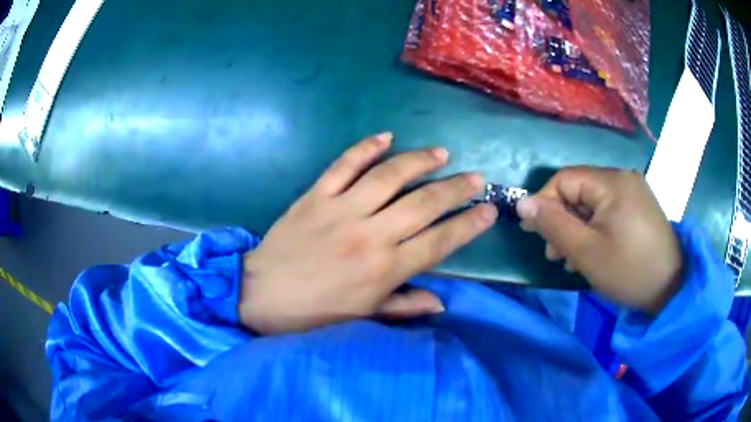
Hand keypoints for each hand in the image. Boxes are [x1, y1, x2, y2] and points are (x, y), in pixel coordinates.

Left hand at [239, 133, 497, 333]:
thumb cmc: (315, 312)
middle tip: (475, 177)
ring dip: (419, 161)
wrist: (262, 294)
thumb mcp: (363, 317)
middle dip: (456, 188)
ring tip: (441, 153)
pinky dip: (365, 148)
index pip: (440, 241)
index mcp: (385, 269)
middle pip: (424, 203)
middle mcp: (371, 234)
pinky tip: (386, 137)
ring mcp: (341, 210)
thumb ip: (404, 306)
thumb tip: (442, 303)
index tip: (489, 210)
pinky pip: (344, 165)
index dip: (469, 224)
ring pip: (390, 176)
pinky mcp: (316, 195)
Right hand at [516, 167, 682, 313]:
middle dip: (562, 220)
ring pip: (593, 202)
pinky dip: (595, 228)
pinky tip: (592, 251)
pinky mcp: (639, 207)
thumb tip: (523, 203)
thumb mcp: (586, 252)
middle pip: (579, 190)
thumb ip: (553, 225)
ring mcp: (633, 192)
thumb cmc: (628, 270)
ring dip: (577, 227)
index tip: (533, 233)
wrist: (671, 287)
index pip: (565, 179)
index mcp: (612, 182)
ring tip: (571, 258)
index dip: (545, 203)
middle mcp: (623, 178)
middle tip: (554, 254)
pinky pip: (608, 211)